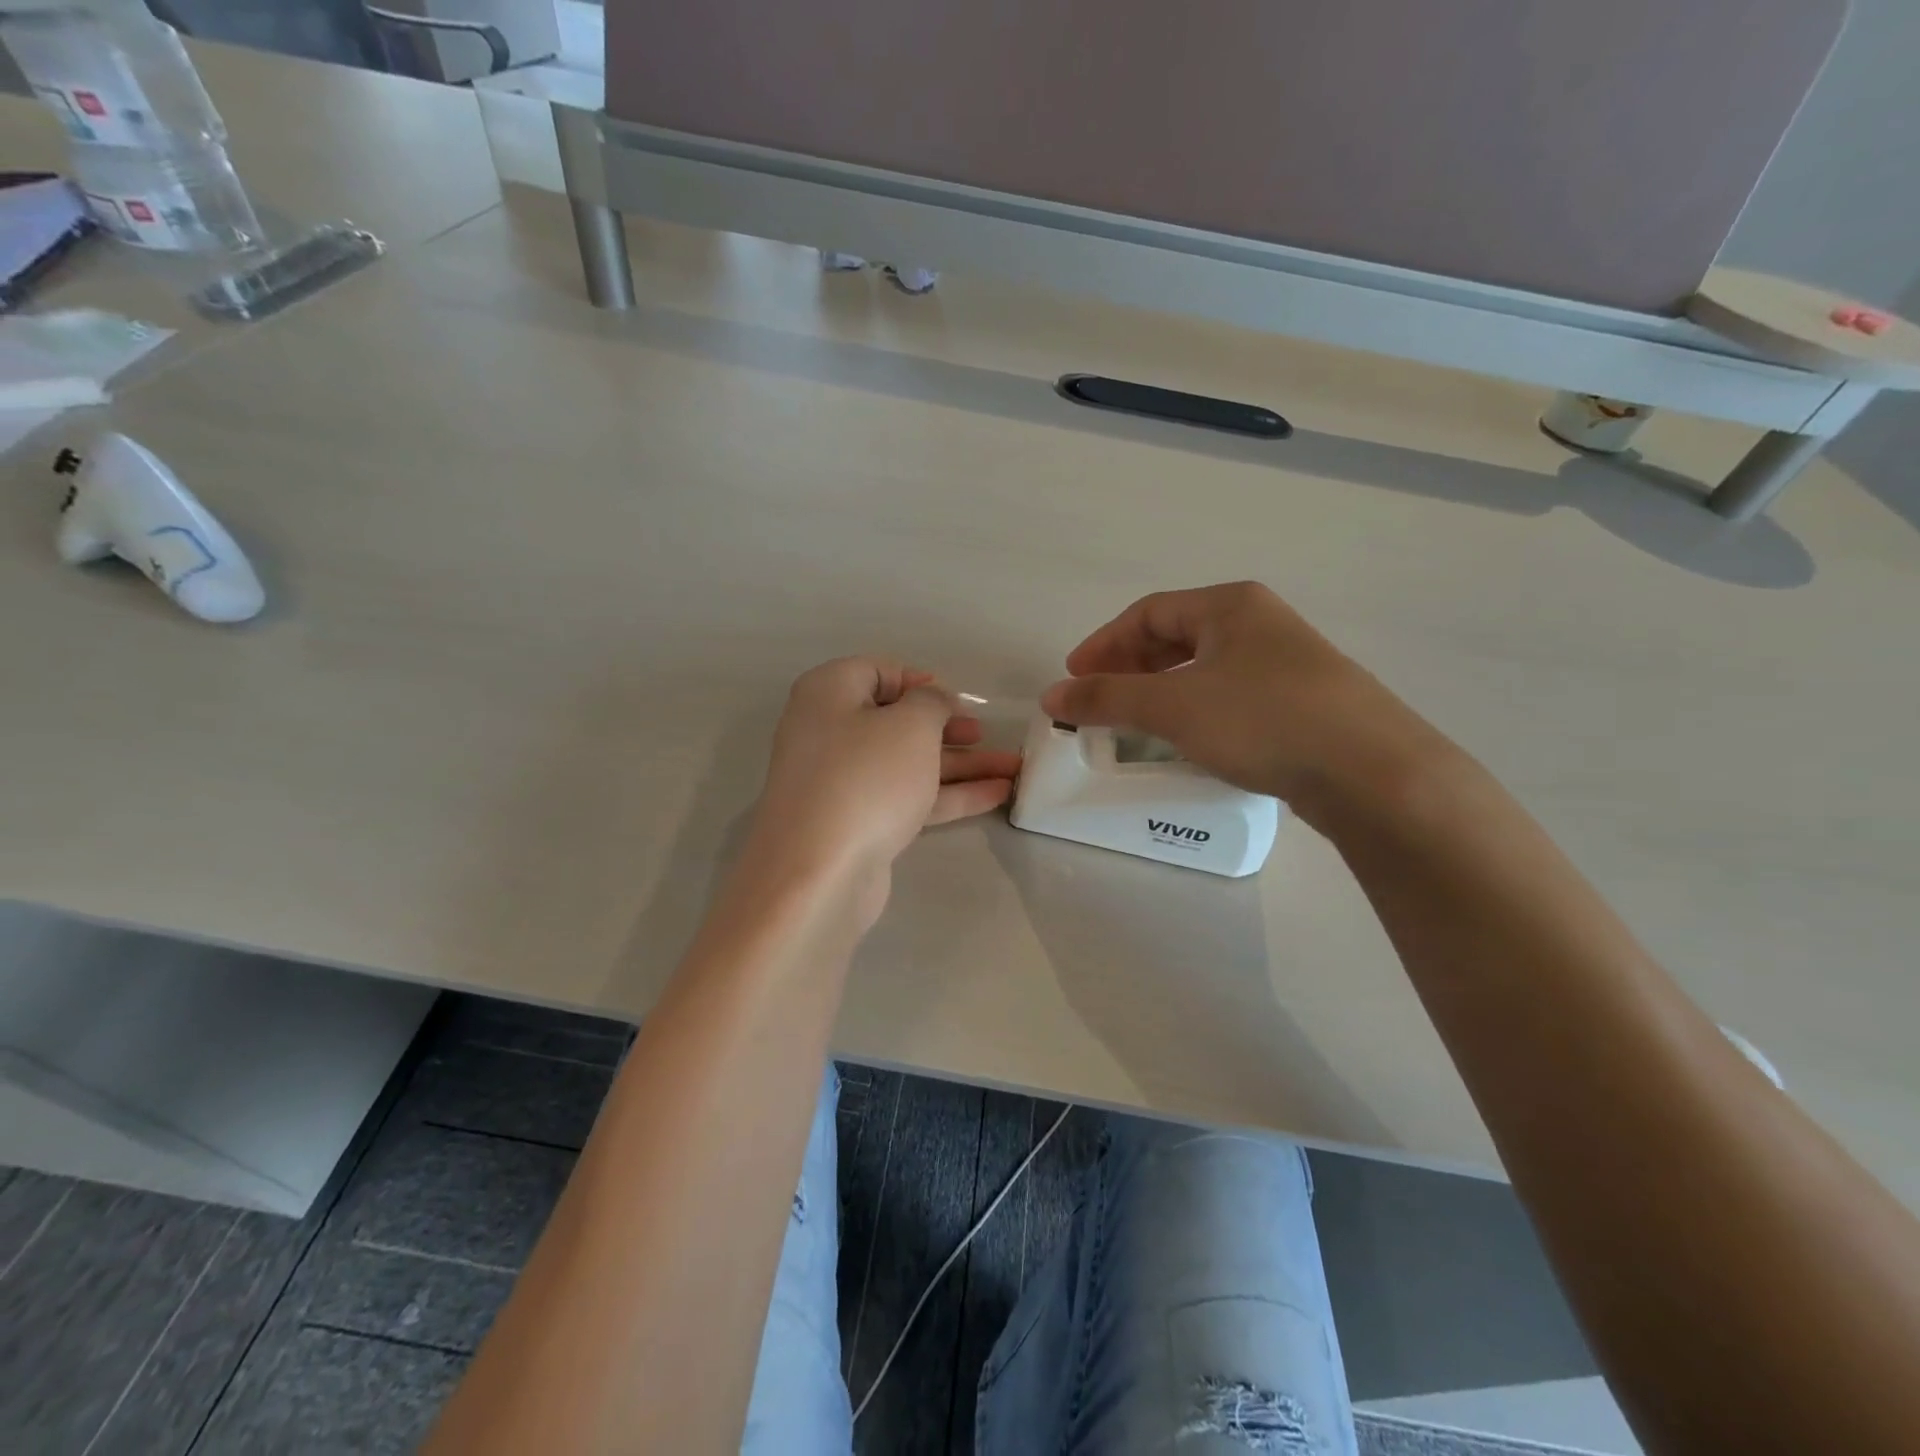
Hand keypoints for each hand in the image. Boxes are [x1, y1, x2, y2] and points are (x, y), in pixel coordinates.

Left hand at [742, 658, 1020, 921]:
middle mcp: (829, 733)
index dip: (918, 680)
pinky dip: (949, 794)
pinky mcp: (858, 822)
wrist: (819, 873)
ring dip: (960, 764)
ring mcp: (843, 782)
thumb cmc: (866, 778)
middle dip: (947, 727)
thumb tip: (933, 701)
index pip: (876, 672)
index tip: (955, 699)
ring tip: (1013, 768)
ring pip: (908, 763)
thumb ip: (932, 703)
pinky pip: (908, 797)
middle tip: (983, 733)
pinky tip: (996, 794)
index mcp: (828, 694)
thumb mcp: (910, 725)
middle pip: (896, 721)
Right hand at [1039, 582, 1447, 815]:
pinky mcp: (1303, 703)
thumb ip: (1106, 698)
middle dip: (1130, 667)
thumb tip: (1052, 696)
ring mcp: (1287, 663)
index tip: (1074, 679)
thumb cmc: (1263, 720)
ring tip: (1135, 722)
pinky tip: (1189, 739)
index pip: (1147, 613)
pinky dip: (1195, 710)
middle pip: (1176, 637)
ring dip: (1161, 691)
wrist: (1372, 772)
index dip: (1103, 643)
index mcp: (1230, 606)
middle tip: (1099, 699)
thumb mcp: (1173, 707)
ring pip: (1205, 668)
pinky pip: (1230, 695)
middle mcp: (1260, 624)